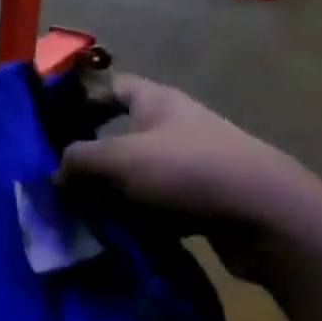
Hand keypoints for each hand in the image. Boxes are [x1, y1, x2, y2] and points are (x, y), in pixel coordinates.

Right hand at [58, 75, 321, 238]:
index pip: (113, 87)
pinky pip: (159, 203)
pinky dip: (139, 216)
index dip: (83, 99)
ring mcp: (194, 163)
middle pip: (122, 134)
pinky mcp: (206, 199)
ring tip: (82, 212)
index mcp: (157, 101)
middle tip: (60, 178)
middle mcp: (176, 126)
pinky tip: (119, 234)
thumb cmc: (187, 170)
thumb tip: (55, 174)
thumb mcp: (119, 159)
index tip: (54, 122)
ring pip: (139, 173)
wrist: (268, 216)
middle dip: (92, 156)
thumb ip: (78, 161)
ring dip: (113, 192)